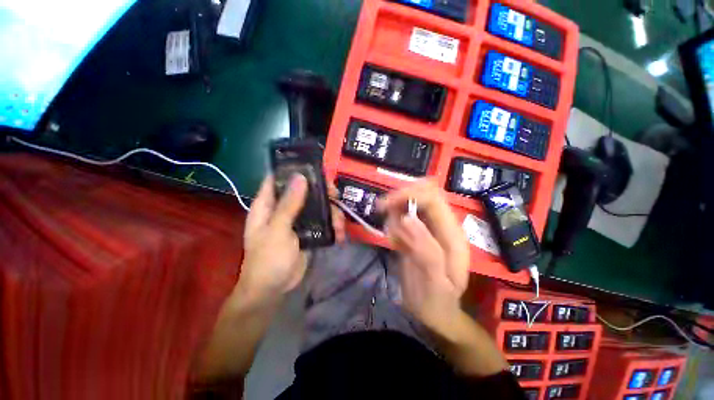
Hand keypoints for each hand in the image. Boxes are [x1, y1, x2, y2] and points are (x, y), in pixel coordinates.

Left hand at [237, 175, 345, 303]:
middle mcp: (283, 209)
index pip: (278, 179)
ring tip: (340, 224)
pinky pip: (322, 222)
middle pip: (304, 191)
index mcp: (268, 205)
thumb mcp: (278, 230)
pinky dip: (332, 226)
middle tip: (336, 196)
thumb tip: (300, 177)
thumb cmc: (268, 259)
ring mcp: (297, 220)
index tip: (315, 169)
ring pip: (317, 207)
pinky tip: (339, 234)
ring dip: (331, 213)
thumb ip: (289, 204)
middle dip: (322, 193)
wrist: (274, 289)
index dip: (294, 170)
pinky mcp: (308, 231)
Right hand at [379, 179, 469, 331]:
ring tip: (393, 237)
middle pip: (424, 193)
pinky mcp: (420, 232)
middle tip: (382, 211)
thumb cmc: (436, 301)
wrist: (435, 312)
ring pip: (412, 202)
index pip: (433, 199)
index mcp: (452, 235)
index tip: (385, 205)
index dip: (409, 195)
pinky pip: (404, 216)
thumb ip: (424, 250)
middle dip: (400, 197)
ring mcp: (431, 228)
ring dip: (396, 211)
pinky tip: (395, 242)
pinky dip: (394, 222)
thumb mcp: (433, 283)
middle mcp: (443, 226)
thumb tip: (406, 218)